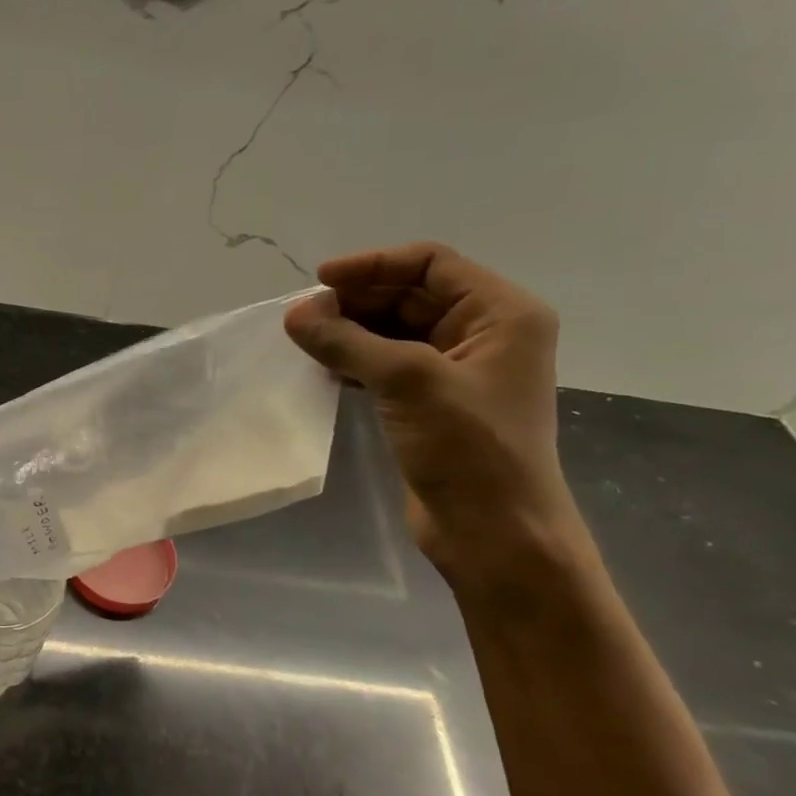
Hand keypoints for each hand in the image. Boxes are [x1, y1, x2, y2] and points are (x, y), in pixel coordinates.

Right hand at [284, 243, 578, 572]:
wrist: (493, 532)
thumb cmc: (469, 447)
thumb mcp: (409, 382)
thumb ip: (348, 342)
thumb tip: (294, 314)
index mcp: (502, 314)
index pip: (431, 263)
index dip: (373, 265)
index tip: (319, 282)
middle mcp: (484, 334)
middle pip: (410, 295)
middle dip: (356, 302)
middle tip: (304, 318)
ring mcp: (457, 371)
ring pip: (393, 331)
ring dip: (350, 332)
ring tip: (306, 341)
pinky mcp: (431, 403)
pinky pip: (387, 365)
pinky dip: (355, 361)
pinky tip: (324, 370)